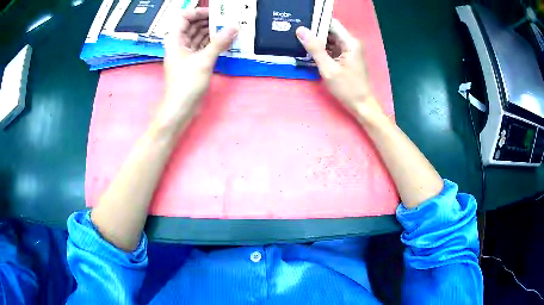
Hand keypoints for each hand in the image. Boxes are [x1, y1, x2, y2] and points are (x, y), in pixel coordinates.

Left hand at [157, 8, 237, 129]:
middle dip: (208, 21)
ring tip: (229, 28)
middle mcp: (179, 44)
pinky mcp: (193, 62)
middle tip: (227, 19)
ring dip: (212, 32)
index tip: (215, 13)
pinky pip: (203, 47)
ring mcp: (186, 53)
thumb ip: (219, 42)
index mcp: (175, 40)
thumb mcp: (203, 61)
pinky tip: (226, 41)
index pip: (184, 17)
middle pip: (192, 25)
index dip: (198, 12)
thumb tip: (234, 27)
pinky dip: (213, 43)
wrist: (180, 109)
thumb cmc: (186, 84)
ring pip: (199, 36)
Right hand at [296, 20, 383, 121]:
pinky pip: (331, 48)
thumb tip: (301, 30)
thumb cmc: (347, 88)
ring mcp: (349, 50)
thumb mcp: (328, 69)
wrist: (361, 105)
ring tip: (298, 40)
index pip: (331, 24)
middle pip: (330, 31)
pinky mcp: (345, 57)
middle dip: (314, 32)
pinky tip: (309, 51)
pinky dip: (321, 49)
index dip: (316, 22)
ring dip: (316, 41)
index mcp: (350, 42)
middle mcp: (350, 43)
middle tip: (295, 33)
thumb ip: (315, 49)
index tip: (300, 24)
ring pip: (329, 39)